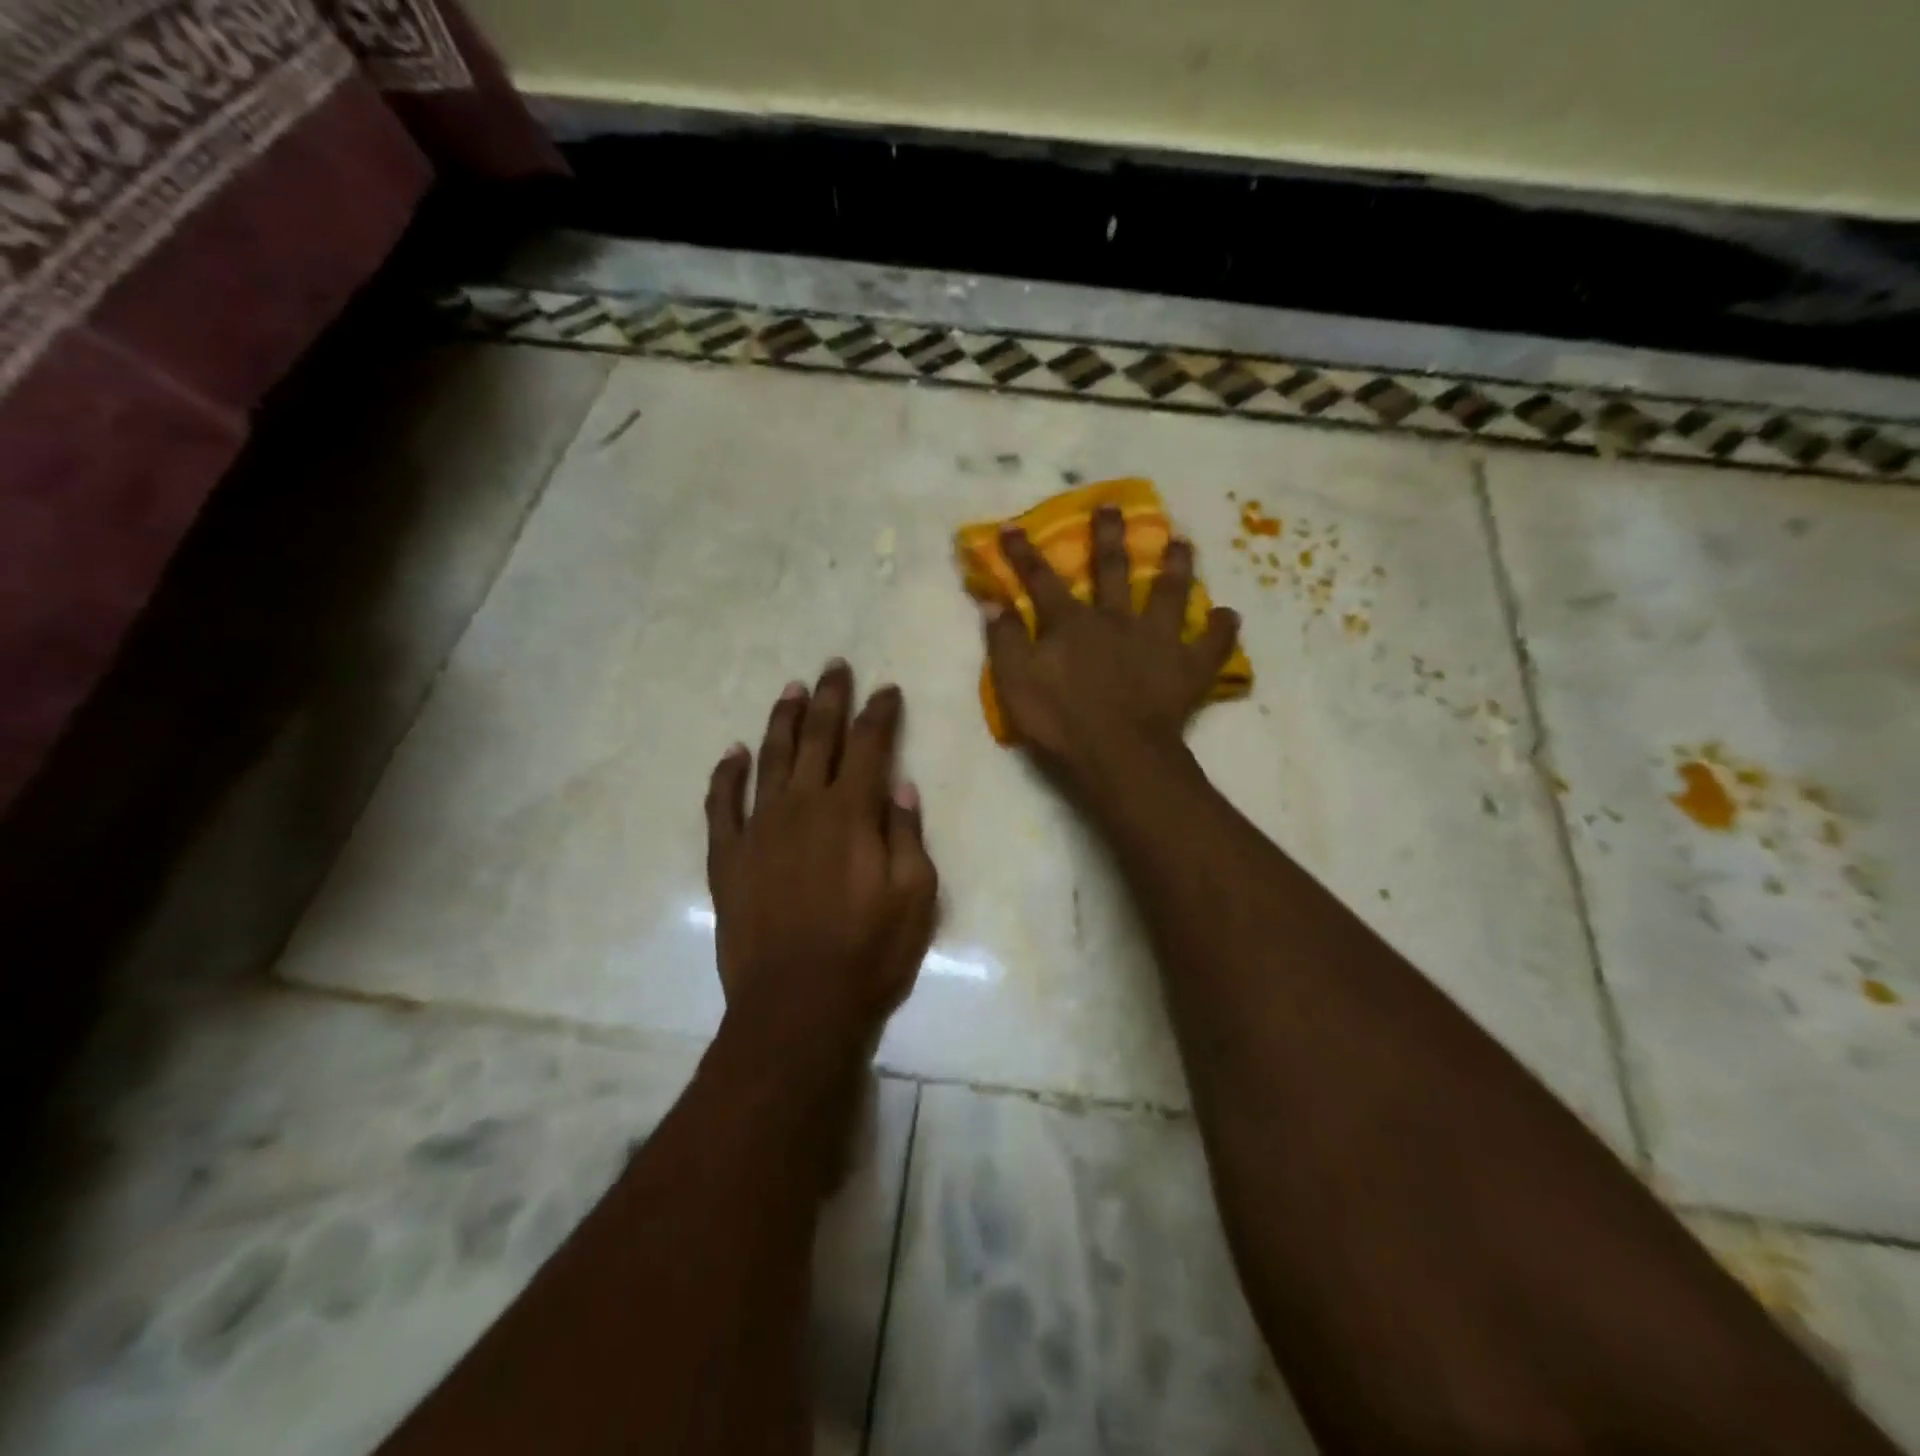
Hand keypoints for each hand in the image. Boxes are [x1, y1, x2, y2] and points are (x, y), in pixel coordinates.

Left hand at [704, 661, 938, 1076]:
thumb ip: (906, 833)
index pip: (870, 745)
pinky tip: (731, 753)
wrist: (797, 1007)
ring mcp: (759, 828)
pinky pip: (721, 805)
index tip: (887, 688)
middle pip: (817, 737)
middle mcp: (803, 805)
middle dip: (829, 699)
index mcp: (851, 812)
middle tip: (834, 667)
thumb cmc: (868, 953)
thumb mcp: (915, 896)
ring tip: (790, 689)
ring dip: (781, 720)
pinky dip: (725, 775)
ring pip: (769, 758)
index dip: (880, 712)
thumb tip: (899, 785)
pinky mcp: (727, 857)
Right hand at [984, 505, 1239, 785]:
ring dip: (1176, 566)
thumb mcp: (1014, 682)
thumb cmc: (1060, 720)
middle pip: (1113, 569)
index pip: (1041, 580)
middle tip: (1114, 506)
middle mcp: (1116, 619)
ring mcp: (1158, 640)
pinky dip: (1221, 629)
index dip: (1024, 553)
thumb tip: (992, 600)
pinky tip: (1228, 615)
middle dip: (1110, 536)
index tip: (1012, 527)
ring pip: (1170, 593)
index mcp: (1071, 623)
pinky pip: (1212, 644)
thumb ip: (1004, 639)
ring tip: (1183, 542)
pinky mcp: (1189, 667)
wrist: (1117, 754)